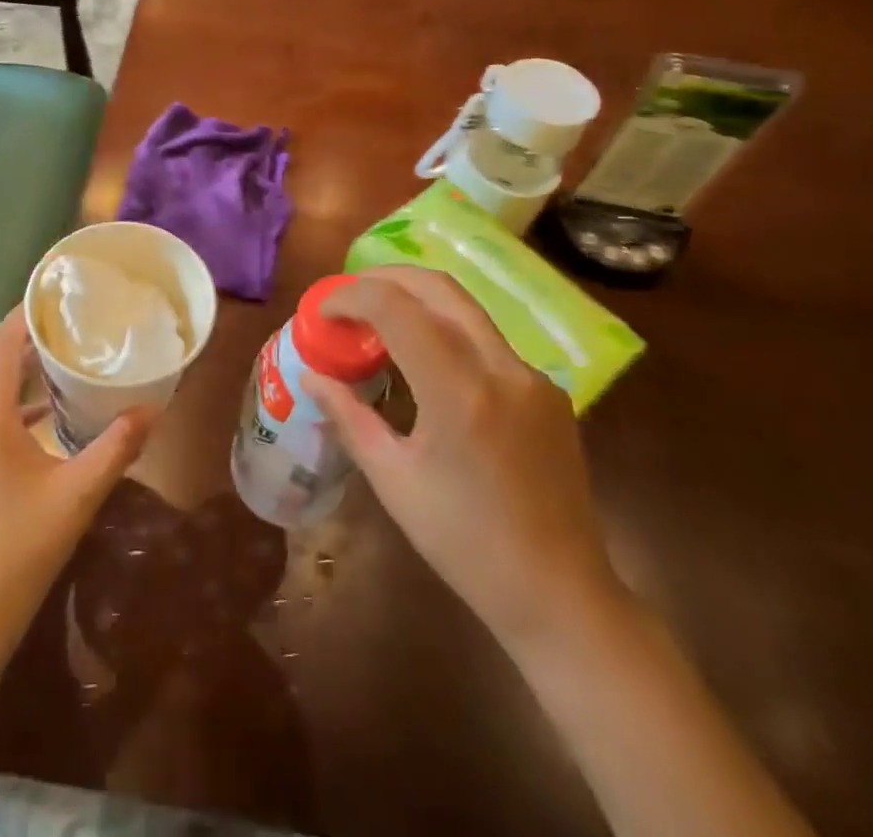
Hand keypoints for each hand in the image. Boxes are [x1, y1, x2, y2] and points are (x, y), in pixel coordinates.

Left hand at [0, 308, 153, 644]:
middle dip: (15, 328)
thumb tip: (153, 410)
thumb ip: (115, 448)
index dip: (23, 315)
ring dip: (7, 354)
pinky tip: (45, 399)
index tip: (58, 295)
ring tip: (54, 345)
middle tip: (61, 317)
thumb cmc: (21, 549)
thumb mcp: (77, 496)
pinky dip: (6, 385)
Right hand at [305, 267, 623, 650]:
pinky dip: (447, 332)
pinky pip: (488, 341)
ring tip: (379, 321)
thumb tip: (312, 376)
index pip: (396, 308)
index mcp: (459, 392)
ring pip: (466, 308)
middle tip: (348, 296)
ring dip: (417, 300)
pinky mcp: (548, 390)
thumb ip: (350, 417)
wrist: (561, 594)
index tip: (323, 311)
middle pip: (438, 286)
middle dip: (385, 278)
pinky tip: (428, 364)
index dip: (352, 296)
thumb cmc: (464, 544)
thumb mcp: (393, 481)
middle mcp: (502, 368)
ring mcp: (532, 376)